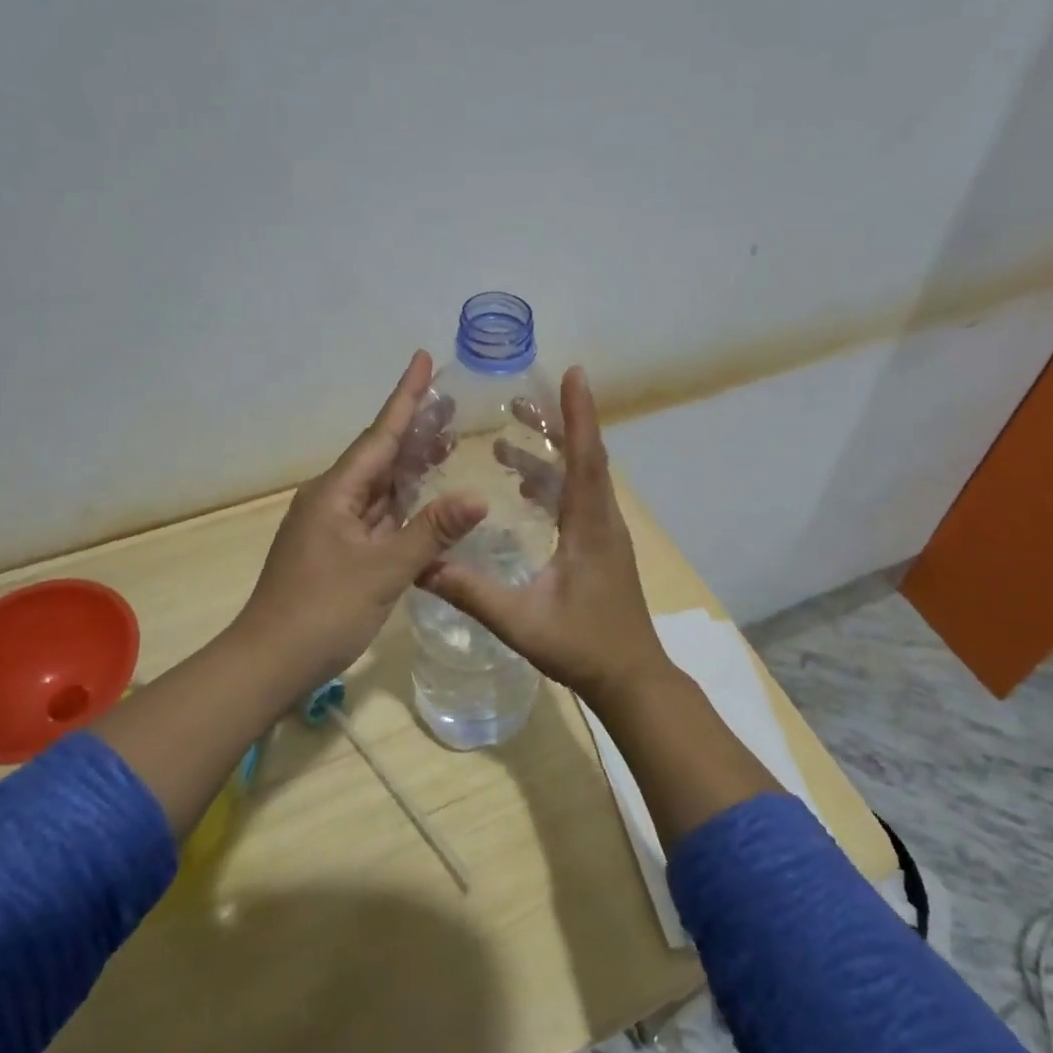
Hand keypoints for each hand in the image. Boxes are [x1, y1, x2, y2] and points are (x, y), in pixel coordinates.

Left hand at [237, 351, 486, 690]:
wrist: (269, 662)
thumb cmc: (322, 611)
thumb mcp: (383, 570)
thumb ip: (431, 532)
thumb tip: (477, 498)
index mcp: (336, 492)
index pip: (379, 434)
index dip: (406, 397)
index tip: (423, 359)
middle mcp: (331, 499)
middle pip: (380, 454)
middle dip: (414, 428)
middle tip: (452, 405)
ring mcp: (332, 525)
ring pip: (379, 485)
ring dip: (410, 465)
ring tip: (446, 442)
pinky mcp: (336, 550)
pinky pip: (376, 513)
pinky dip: (403, 502)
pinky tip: (424, 500)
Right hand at [419, 366, 671, 703]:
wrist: (631, 678)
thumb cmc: (583, 646)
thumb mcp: (521, 621)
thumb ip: (471, 592)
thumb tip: (420, 566)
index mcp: (590, 527)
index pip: (586, 458)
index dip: (579, 414)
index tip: (573, 374)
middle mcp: (602, 520)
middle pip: (584, 458)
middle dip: (555, 423)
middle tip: (517, 399)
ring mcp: (605, 533)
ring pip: (580, 479)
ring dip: (548, 455)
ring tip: (505, 440)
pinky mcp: (601, 547)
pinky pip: (578, 499)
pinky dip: (552, 483)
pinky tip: (524, 488)